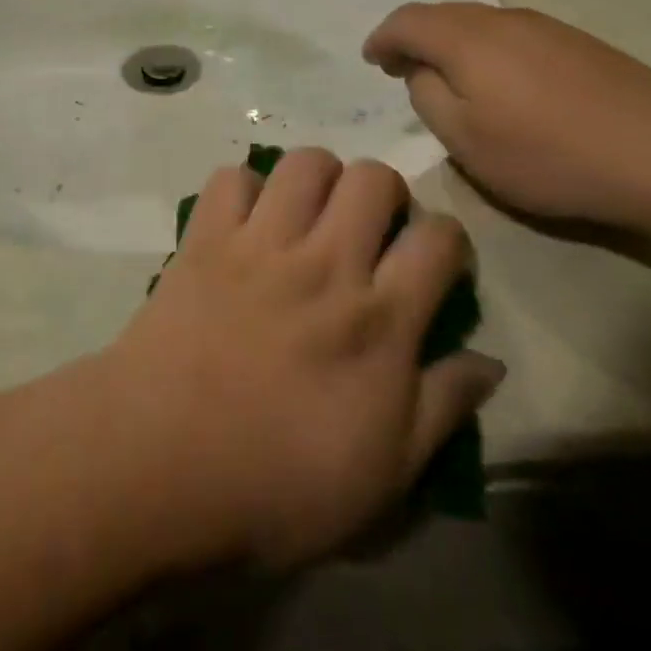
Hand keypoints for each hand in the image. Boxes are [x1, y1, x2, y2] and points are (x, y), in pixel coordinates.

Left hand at [106, 150, 503, 568]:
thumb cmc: (278, 486)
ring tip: (312, 214)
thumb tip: (489, 362)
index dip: (448, 240)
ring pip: (305, 163)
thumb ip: (442, 409)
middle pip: (373, 179)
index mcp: (378, 320)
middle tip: (371, 229)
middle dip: (386, 193)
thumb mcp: (385, 476)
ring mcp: (260, 245)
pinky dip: (244, 189)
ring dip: (319, 179)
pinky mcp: (204, 240)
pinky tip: (246, 222)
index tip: (436, 261)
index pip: (438, 239)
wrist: (160, 465)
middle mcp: (325, 264)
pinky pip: (230, 178)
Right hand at [364, 3, 650, 229]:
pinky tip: (501, 83)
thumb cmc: (549, 155)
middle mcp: (502, 19)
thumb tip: (422, 72)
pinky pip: (511, 35)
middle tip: (402, 69)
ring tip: (447, 78)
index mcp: (466, 39)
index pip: (407, 21)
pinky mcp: (578, 43)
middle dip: (414, 37)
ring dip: (451, 43)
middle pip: (442, 14)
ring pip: (479, 23)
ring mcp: (545, 27)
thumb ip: (427, 98)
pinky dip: (486, 50)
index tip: (372, 60)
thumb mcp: (466, 141)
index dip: (383, 38)